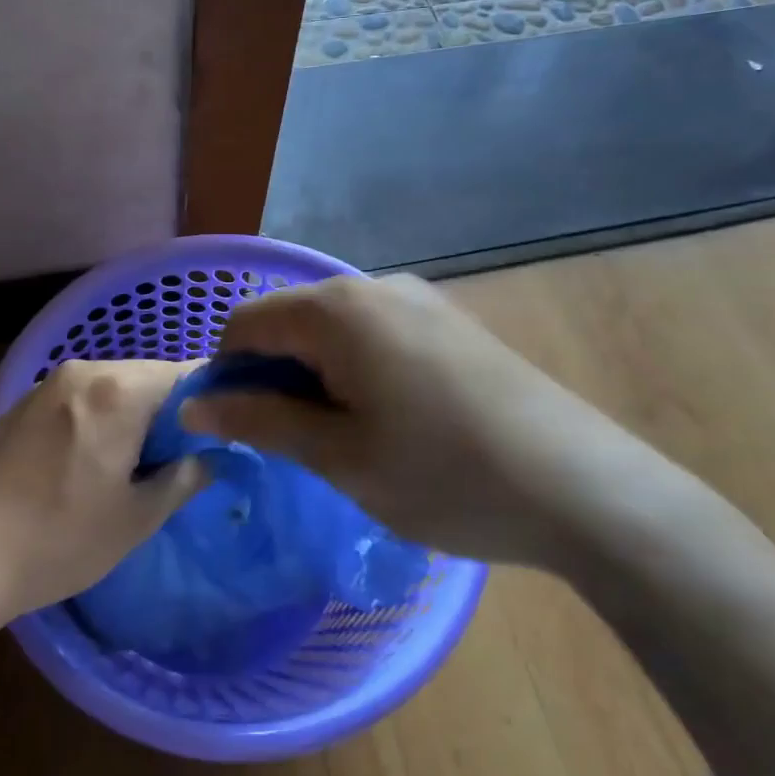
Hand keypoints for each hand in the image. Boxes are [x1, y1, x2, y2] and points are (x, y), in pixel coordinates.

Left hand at [0, 360, 206, 634]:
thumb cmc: (57, 540)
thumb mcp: (135, 518)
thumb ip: (183, 479)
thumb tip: (211, 458)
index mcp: (117, 390)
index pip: (186, 375)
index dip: (210, 404)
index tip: (220, 437)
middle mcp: (81, 372)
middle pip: (147, 377)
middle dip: (170, 413)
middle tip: (180, 461)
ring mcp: (44, 386)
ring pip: (111, 388)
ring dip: (132, 417)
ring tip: (135, 467)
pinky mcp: (18, 407)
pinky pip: (78, 400)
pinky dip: (97, 420)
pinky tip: (88, 465)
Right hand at [181, 274, 694, 570]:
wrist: (581, 488)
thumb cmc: (443, 474)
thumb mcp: (338, 454)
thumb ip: (259, 420)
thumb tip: (192, 407)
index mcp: (337, 309)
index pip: (245, 324)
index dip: (226, 375)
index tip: (241, 431)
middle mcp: (375, 287)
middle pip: (290, 321)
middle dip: (272, 377)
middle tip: (293, 446)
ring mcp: (421, 301)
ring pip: (333, 331)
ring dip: (314, 378)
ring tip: (342, 441)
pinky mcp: (451, 324)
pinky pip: (375, 337)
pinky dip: (355, 372)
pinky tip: (387, 422)